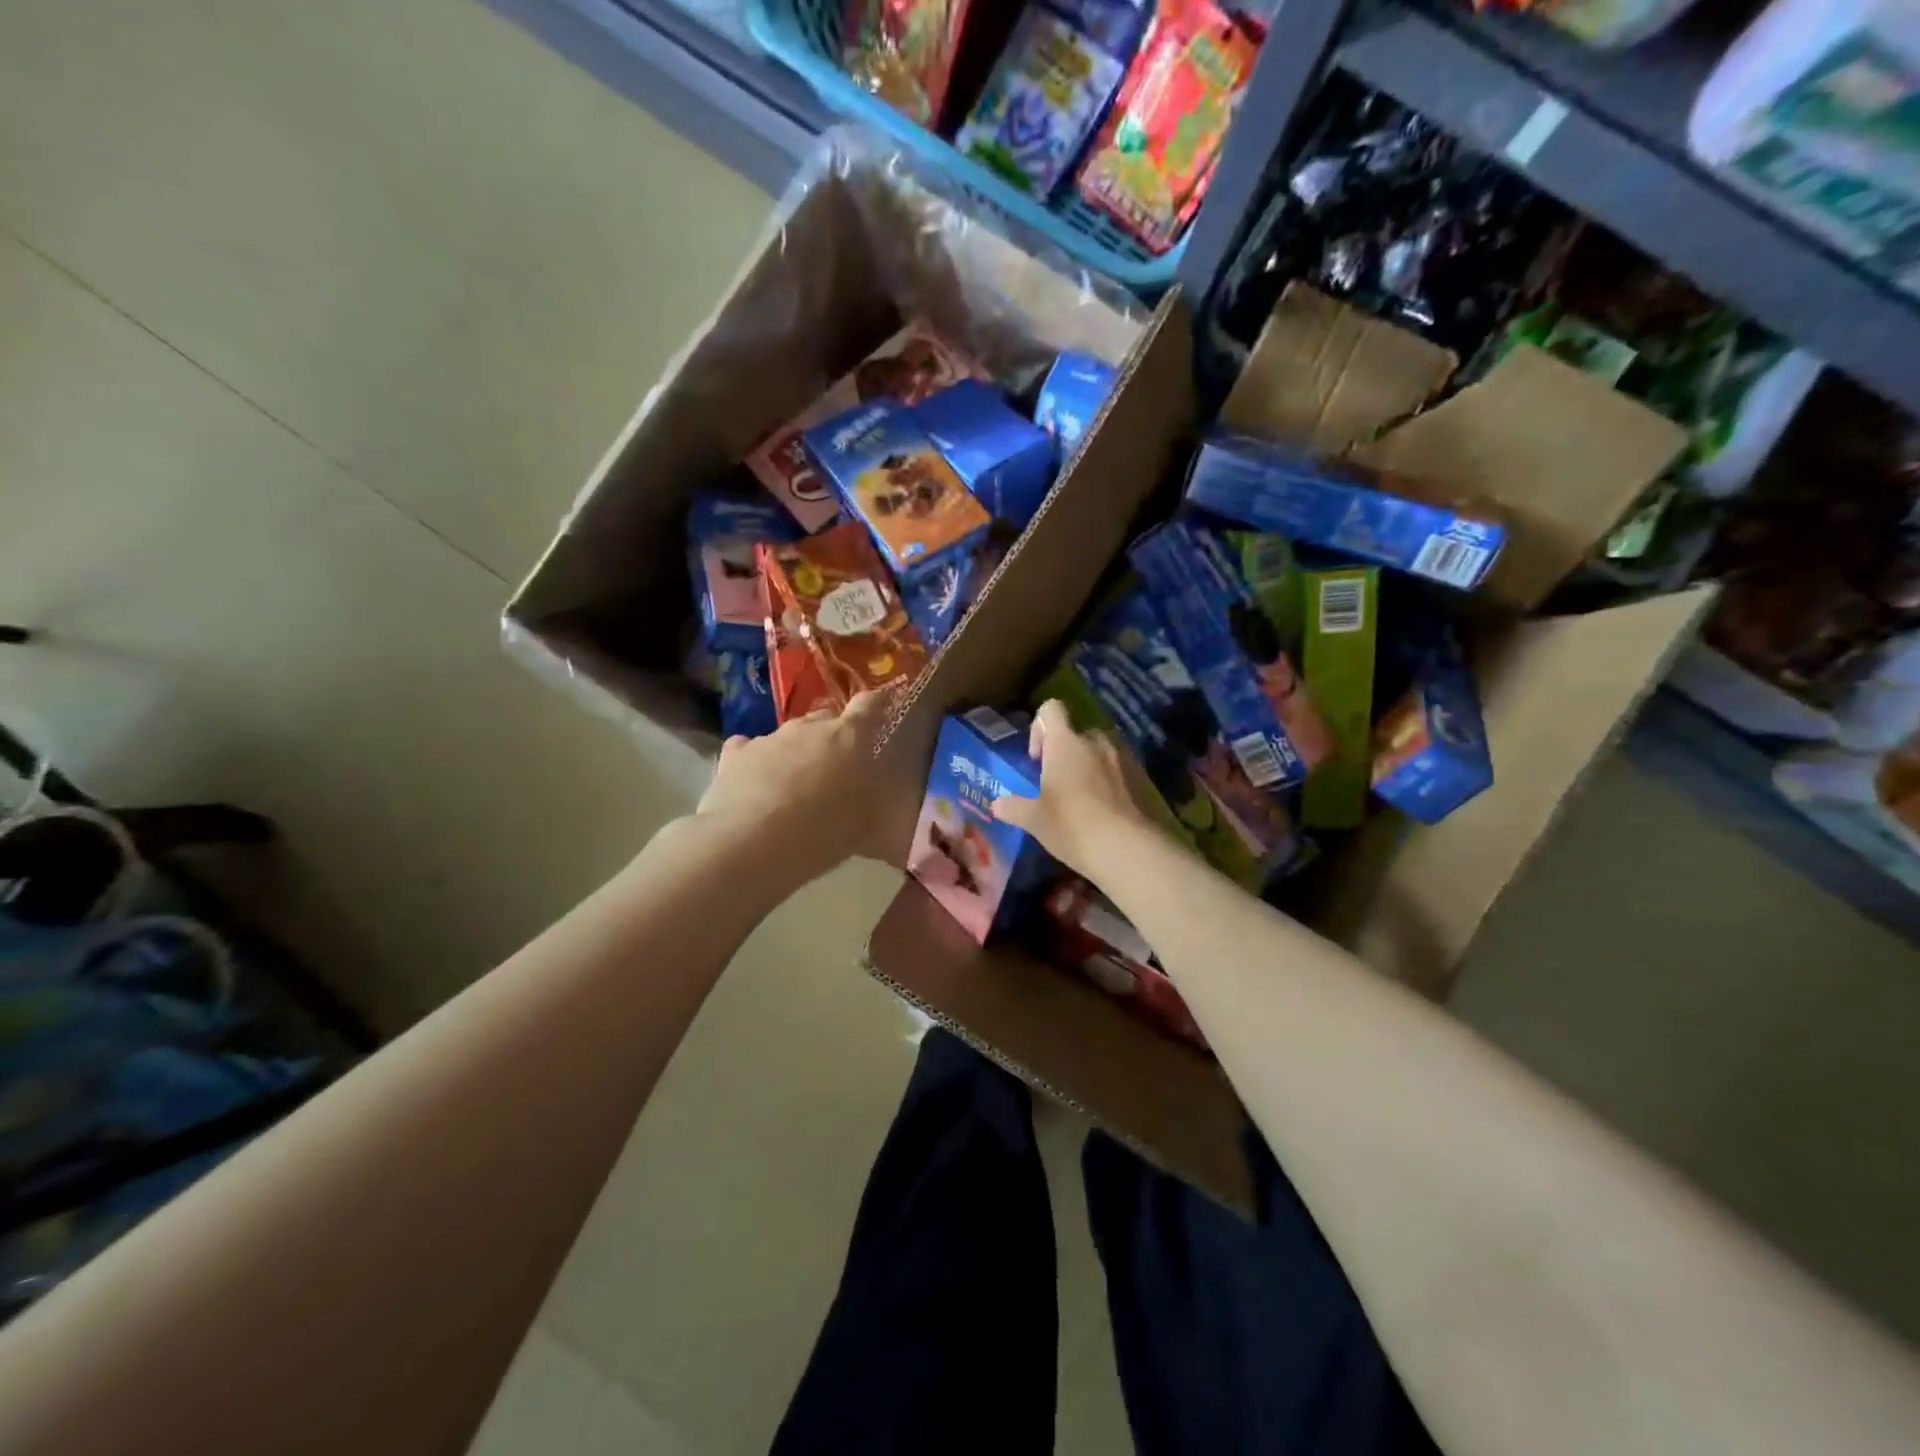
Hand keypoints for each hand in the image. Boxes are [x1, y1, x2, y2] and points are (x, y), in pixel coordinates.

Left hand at [696, 690, 896, 879]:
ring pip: (790, 734)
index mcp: (849, 737)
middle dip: (834, 736)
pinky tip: (756, 785)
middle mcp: (809, 727)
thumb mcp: (865, 826)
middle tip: (839, 767)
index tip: (883, 711)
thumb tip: (876, 793)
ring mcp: (770, 738)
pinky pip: (751, 749)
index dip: (878, 705)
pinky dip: (757, 761)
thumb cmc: (822, 835)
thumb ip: (873, 800)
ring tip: (796, 786)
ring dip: (797, 751)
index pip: (870, 705)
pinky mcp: (735, 754)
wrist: (751, 845)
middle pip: (826, 718)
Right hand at [991, 699, 1155, 878]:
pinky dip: (1109, 781)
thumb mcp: (1034, 820)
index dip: (1039, 728)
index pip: (1050, 709)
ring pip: (1099, 751)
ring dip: (1088, 766)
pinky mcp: (1142, 777)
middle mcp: (1095, 741)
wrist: (1127, 849)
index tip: (1036, 759)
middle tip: (1056, 783)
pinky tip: (1103, 810)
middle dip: (1065, 752)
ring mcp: (1122, 757)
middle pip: (1076, 733)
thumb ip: (1013, 807)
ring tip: (1081, 798)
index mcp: (1066, 743)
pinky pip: (1119, 769)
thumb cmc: (1072, 826)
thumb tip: (997, 805)